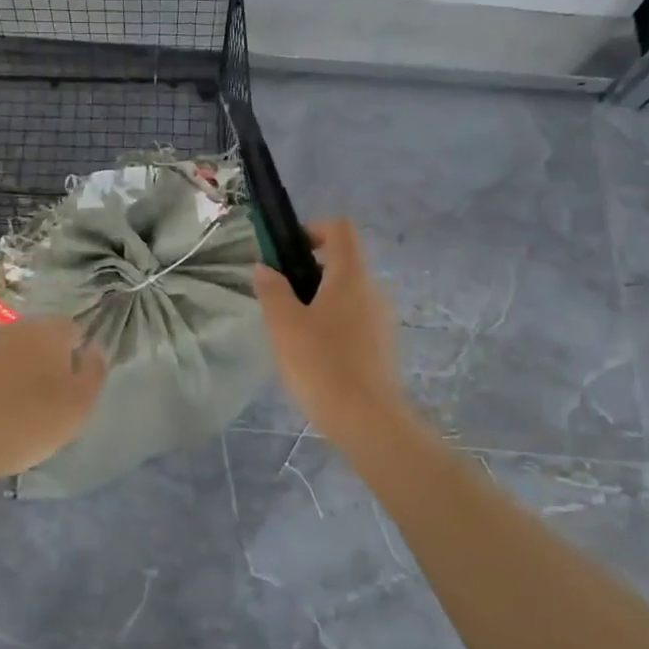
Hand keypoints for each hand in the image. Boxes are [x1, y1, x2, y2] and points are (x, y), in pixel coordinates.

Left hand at [0, 319, 106, 485]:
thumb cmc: (31, 420)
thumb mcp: (79, 403)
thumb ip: (94, 371)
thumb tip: (96, 349)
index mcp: (50, 330)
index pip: (75, 330)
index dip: (83, 354)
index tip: (83, 383)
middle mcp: (20, 330)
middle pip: (49, 341)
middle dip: (58, 362)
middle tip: (64, 398)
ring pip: (25, 356)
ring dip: (33, 375)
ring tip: (38, 409)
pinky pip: (4, 372)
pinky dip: (11, 386)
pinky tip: (12, 412)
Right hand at [253, 219, 409, 442]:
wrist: (367, 420)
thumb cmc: (321, 363)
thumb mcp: (284, 324)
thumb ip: (273, 290)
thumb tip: (265, 268)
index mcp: (351, 276)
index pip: (340, 229)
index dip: (313, 229)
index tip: (288, 252)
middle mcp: (373, 290)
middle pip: (343, 262)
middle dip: (310, 271)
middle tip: (281, 298)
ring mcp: (383, 319)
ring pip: (348, 294)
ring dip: (321, 301)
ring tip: (293, 332)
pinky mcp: (384, 346)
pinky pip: (355, 320)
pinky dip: (334, 325)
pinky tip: (314, 356)